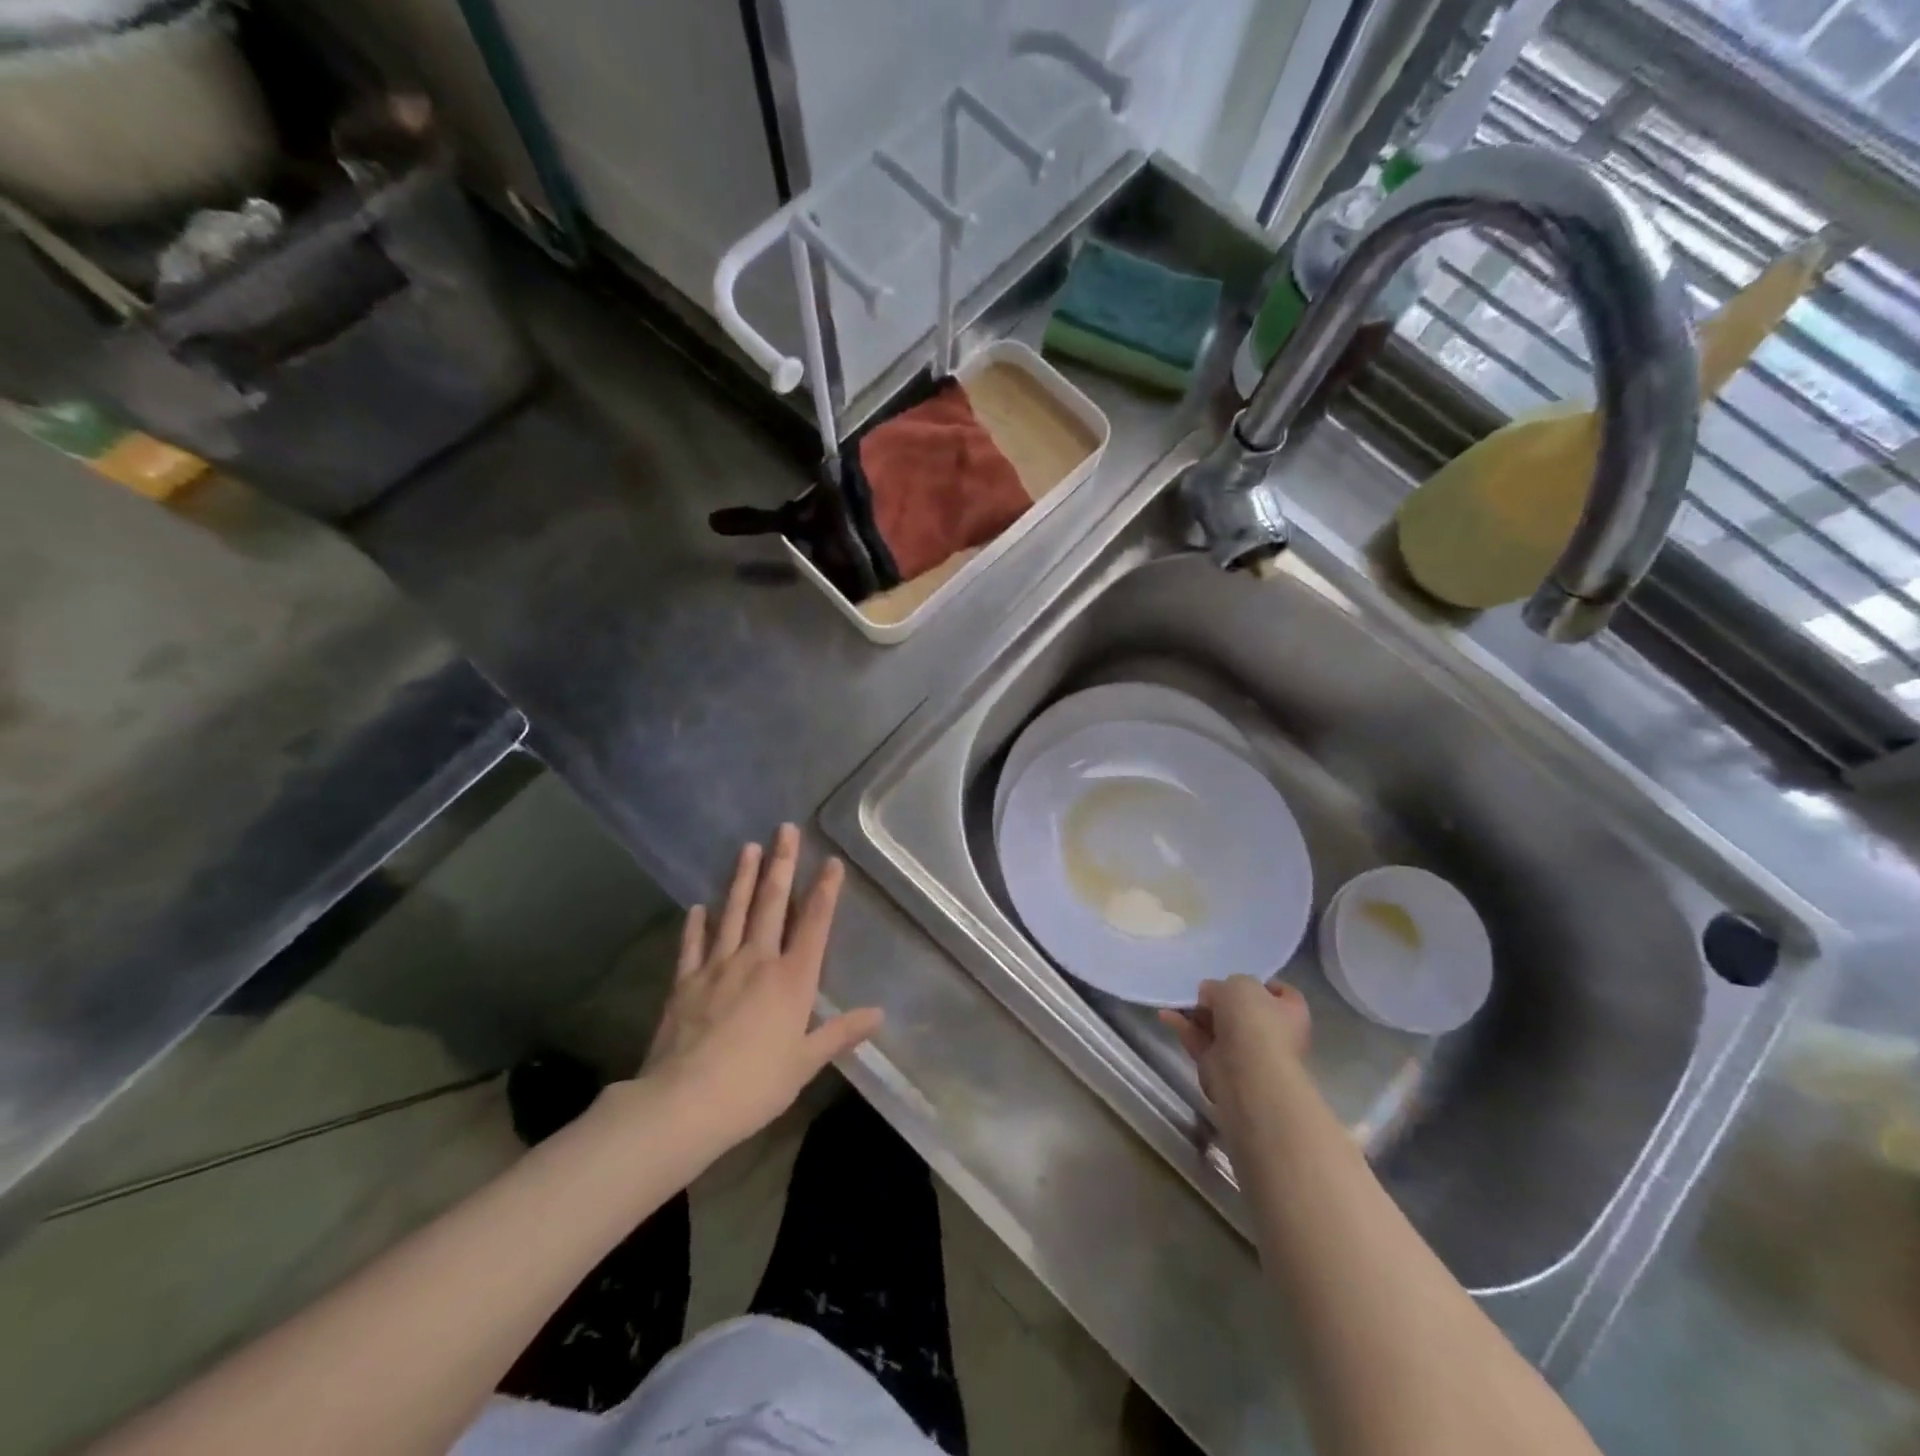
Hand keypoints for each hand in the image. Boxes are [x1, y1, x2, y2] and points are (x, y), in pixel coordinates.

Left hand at [639, 826, 882, 1145]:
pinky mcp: (684, 982)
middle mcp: (756, 961)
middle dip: (780, 865)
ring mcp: (717, 967)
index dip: (824, 891)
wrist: (684, 1103)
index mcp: (791, 979)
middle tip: (784, 829)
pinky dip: (696, 924)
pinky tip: (698, 906)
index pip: (813, 924)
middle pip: (771, 904)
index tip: (831, 861)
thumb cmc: (755, 1085)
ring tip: (747, 847)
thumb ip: (841, 1034)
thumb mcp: (805, 1063)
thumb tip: (879, 1014)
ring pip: (732, 913)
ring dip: (741, 879)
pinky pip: (692, 945)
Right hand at [1159, 977, 1310, 1135]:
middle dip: (1218, 999)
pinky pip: (1200, 1042)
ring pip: (1217, 1026)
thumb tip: (1210, 994)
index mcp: (1290, 1012)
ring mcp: (1247, 1052)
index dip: (1259, 983)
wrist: (1247, 1072)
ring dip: (1195, 1013)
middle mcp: (1272, 1033)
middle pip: (1242, 1010)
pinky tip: (1166, 1015)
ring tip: (1175, 999)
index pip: (1280, 992)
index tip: (1234, 976)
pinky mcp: (1221, 1067)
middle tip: (1199, 989)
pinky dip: (1184, 1029)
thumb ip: (1222, 984)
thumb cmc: (1254, 1020)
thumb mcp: (1239, 983)